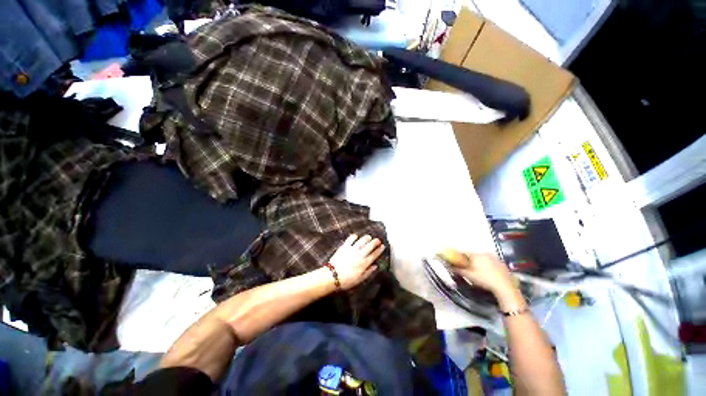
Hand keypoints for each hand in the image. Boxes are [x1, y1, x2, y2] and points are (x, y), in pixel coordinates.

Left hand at [328, 235, 385, 289]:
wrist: (332, 276)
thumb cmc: (346, 280)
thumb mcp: (360, 279)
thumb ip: (368, 272)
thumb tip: (375, 266)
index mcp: (364, 263)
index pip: (375, 254)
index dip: (380, 249)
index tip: (383, 246)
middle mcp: (360, 254)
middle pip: (370, 245)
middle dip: (376, 241)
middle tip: (378, 240)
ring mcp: (352, 249)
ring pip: (362, 240)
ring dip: (367, 238)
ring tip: (369, 237)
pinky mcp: (345, 246)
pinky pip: (351, 238)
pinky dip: (355, 236)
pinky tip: (356, 237)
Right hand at [441, 250, 523, 309]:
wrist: (505, 286)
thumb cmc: (484, 279)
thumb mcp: (469, 276)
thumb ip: (458, 270)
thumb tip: (450, 266)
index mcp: (475, 255)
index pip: (464, 252)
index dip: (460, 256)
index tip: (458, 261)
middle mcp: (484, 253)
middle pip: (474, 255)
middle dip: (470, 259)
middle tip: (468, 267)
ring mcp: (494, 257)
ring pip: (483, 258)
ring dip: (479, 262)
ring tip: (479, 271)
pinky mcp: (501, 263)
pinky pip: (491, 261)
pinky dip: (488, 265)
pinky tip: (488, 273)